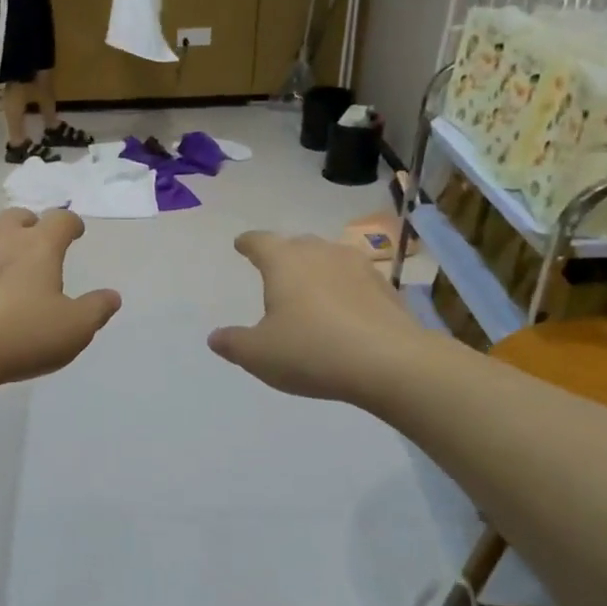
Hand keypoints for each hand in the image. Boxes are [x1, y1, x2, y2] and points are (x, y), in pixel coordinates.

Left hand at [0, 209, 120, 398]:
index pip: (61, 219)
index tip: (75, 233)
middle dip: (31, 227)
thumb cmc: (19, 336)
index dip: (71, 224)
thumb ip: (96, 310)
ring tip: (1, 258)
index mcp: (38, 245)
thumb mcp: (73, 330)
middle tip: (36, 247)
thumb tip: (111, 296)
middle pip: (19, 216)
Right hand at [209, 231, 428, 404]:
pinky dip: (344, 290)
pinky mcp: (386, 288)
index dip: (248, 243)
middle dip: (284, 255)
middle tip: (275, 271)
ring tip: (310, 291)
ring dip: (317, 271)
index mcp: (284, 262)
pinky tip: (343, 312)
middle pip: (297, 245)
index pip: (260, 242)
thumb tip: (216, 337)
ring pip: (329, 259)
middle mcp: (321, 253)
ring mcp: (358, 267)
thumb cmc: (312, 351)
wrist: (391, 363)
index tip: (241, 244)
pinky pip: (355, 281)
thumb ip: (233, 343)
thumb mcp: (259, 355)